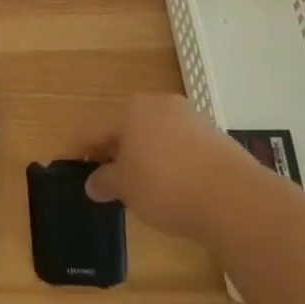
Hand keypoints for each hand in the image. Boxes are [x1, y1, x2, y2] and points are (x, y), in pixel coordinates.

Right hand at [75, 93, 267, 244]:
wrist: (233, 197)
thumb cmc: (165, 185)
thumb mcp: (126, 188)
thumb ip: (105, 181)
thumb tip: (93, 182)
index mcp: (133, 109)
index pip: (97, 130)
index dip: (82, 149)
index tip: (71, 165)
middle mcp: (162, 105)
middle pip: (129, 129)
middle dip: (115, 152)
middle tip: (104, 178)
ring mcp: (192, 119)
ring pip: (156, 137)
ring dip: (144, 157)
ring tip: (138, 187)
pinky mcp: (216, 138)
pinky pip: (181, 149)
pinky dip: (170, 164)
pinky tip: (171, 187)